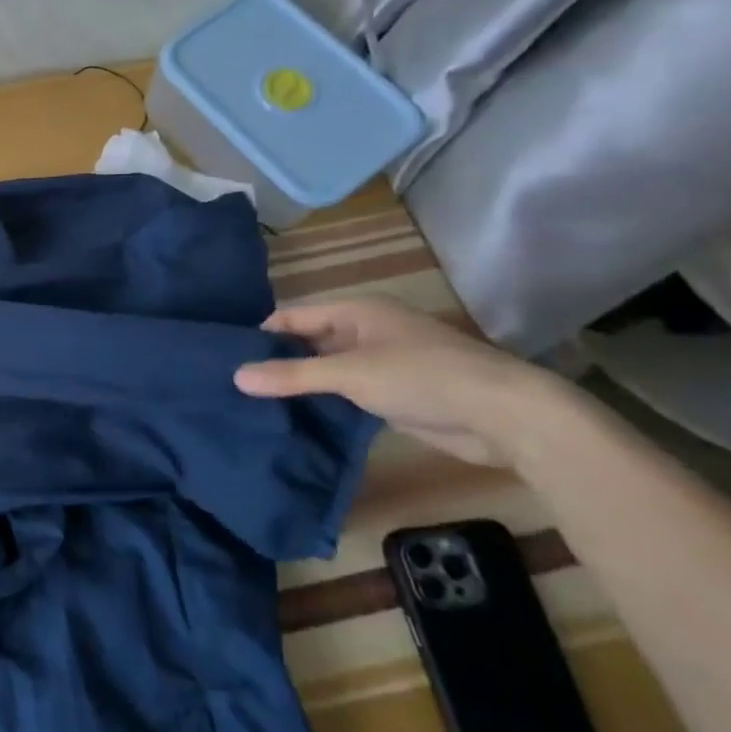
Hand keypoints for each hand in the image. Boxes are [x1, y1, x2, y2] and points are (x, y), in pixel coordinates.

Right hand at [233, 296, 568, 467]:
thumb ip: (291, 376)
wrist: (504, 416)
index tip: (226, 358)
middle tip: (233, 385)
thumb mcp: (349, 373)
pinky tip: (293, 419)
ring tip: (253, 404)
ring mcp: (380, 363)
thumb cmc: (423, 377)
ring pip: (324, 370)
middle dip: (275, 362)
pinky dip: (321, 403)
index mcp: (356, 312)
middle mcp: (365, 332)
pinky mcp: (392, 394)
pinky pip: (344, 393)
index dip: (261, 335)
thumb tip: (235, 377)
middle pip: (307, 342)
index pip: (293, 317)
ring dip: (298, 385)